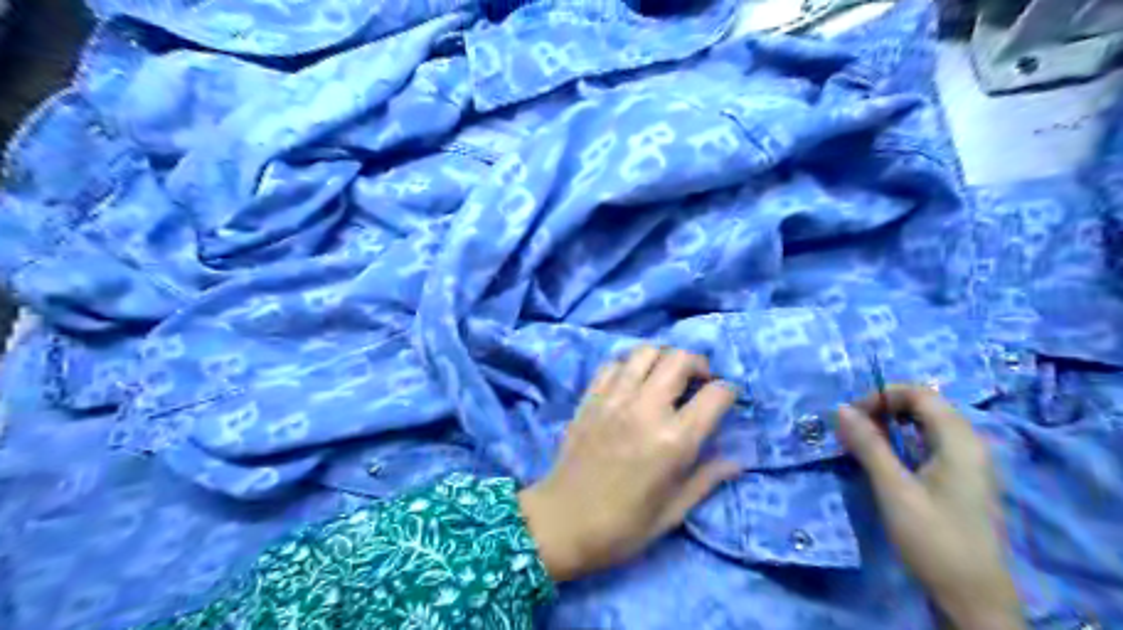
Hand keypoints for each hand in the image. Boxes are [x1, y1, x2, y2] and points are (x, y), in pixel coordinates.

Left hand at [522, 347, 744, 583]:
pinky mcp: (590, 397)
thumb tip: (738, 458)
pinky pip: (614, 363)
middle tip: (699, 382)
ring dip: (664, 358)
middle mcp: (646, 409)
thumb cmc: (622, 526)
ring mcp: (614, 399)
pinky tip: (633, 383)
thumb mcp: (673, 511)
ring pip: (646, 351)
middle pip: (681, 359)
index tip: (727, 399)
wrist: (562, 522)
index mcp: (674, 441)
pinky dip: (630, 365)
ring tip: (666, 377)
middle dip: (699, 364)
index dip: (729, 392)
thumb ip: (707, 479)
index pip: (715, 395)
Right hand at [831, 383, 1023, 629]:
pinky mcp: (965, 478)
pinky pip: (933, 442)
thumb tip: (841, 408)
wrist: (974, 595)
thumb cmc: (933, 538)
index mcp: (960, 441)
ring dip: (893, 424)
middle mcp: (971, 443)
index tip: (852, 416)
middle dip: (885, 408)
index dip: (882, 396)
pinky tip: (887, 458)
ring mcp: (971, 462)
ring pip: (928, 424)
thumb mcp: (894, 489)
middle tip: (854, 428)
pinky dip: (905, 440)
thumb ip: (869, 445)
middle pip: (926, 405)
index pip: (920, 394)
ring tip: (864, 441)